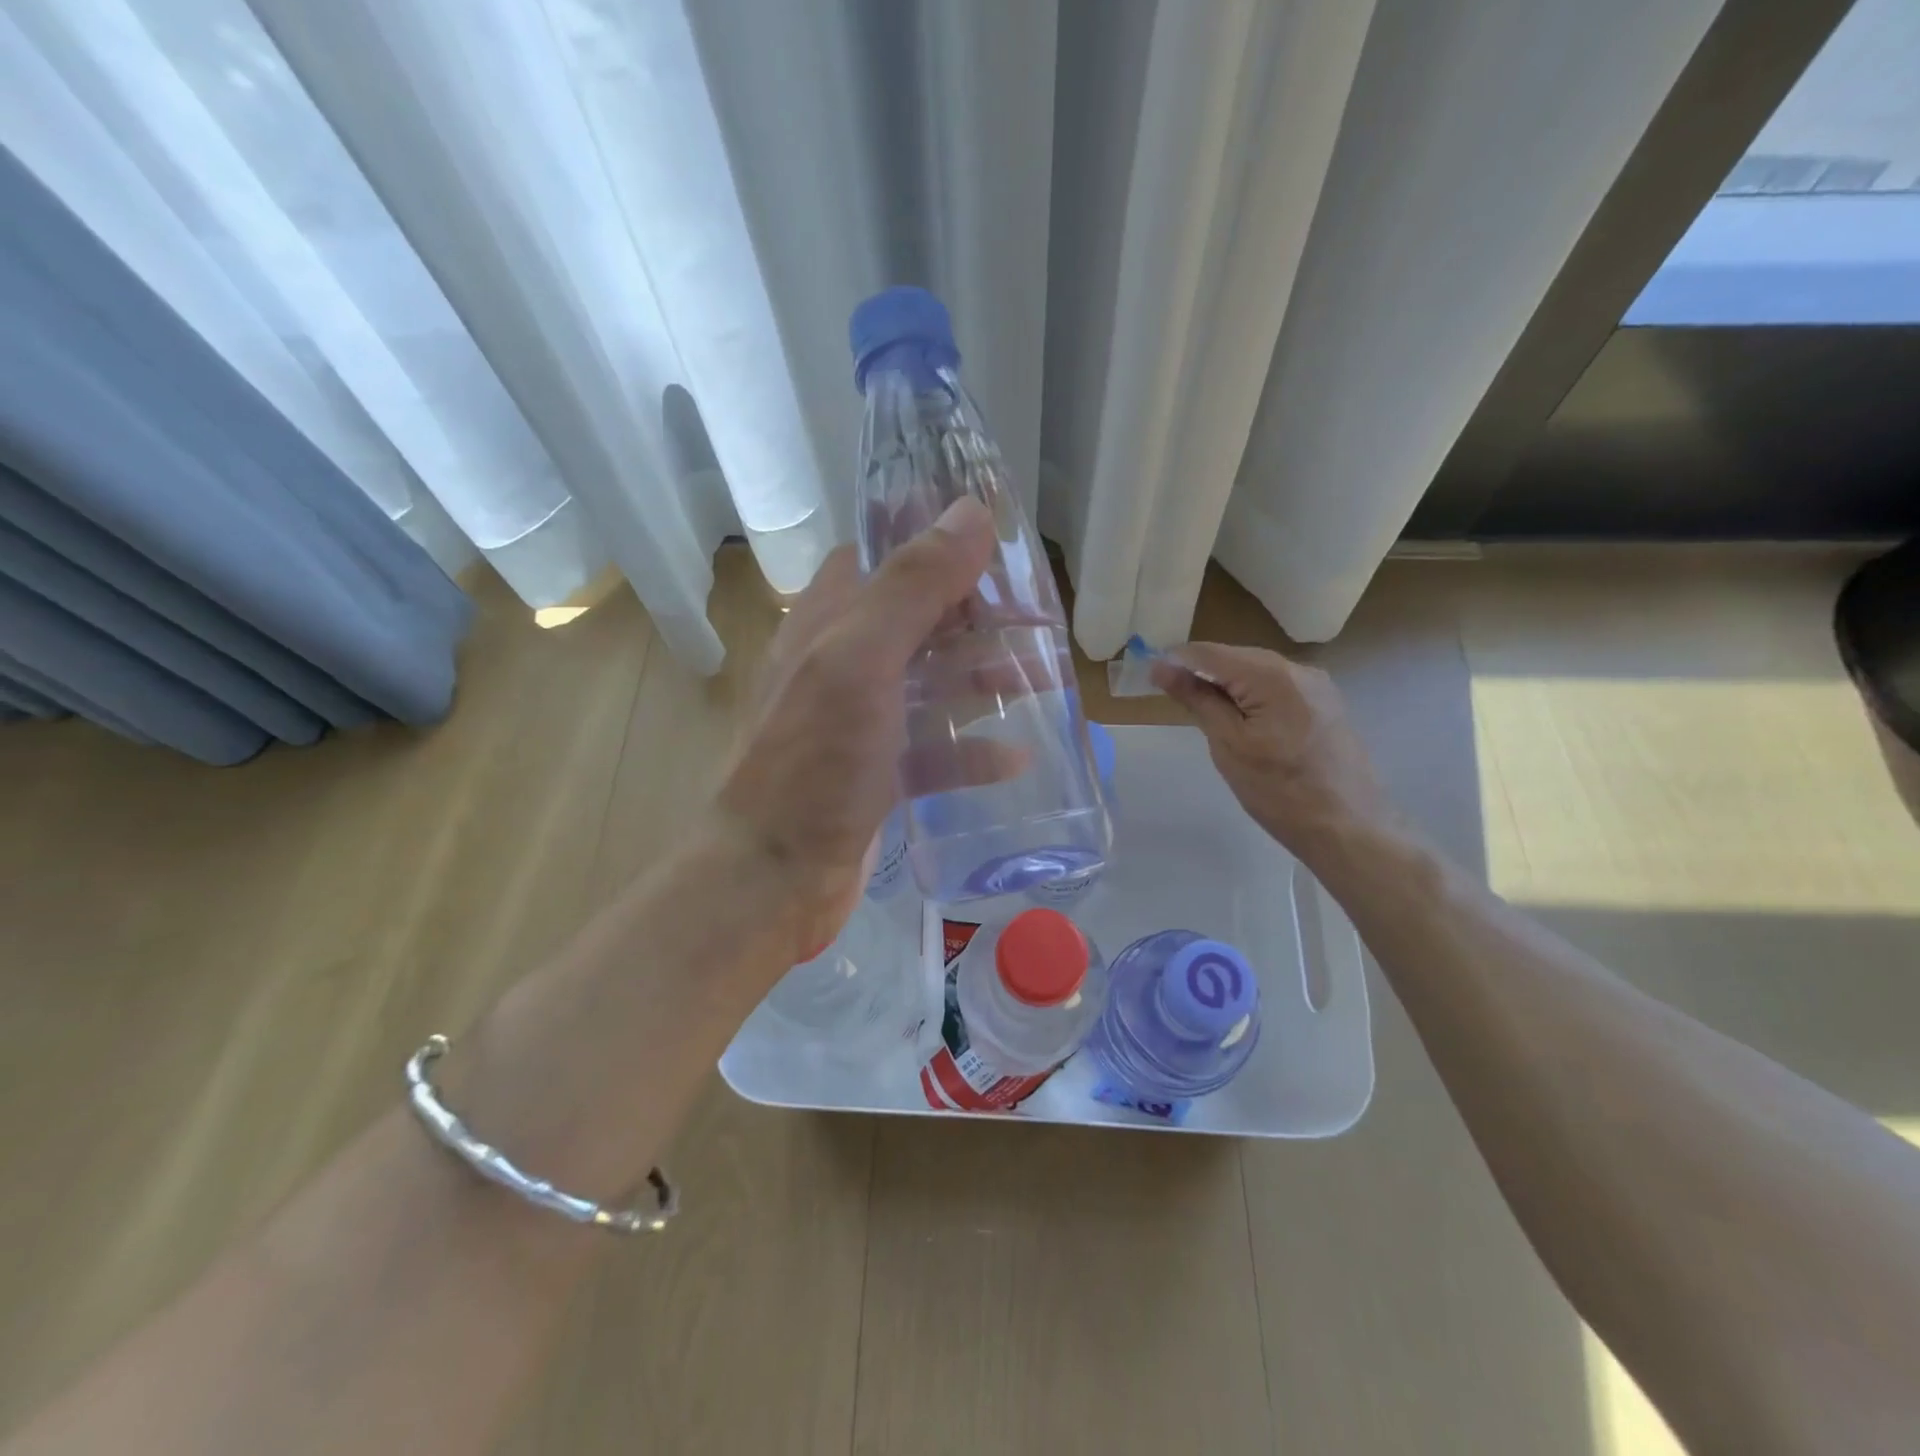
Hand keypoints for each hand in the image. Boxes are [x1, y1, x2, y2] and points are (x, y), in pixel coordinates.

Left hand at [713, 497, 1001, 961]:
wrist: (772, 875)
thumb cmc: (814, 761)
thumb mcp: (862, 660)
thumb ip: (913, 586)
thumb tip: (970, 510)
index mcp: (828, 621)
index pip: (886, 558)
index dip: (939, 546)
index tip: (1001, 547)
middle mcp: (842, 663)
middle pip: (919, 621)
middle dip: (977, 618)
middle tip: (1039, 621)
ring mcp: (859, 721)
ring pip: (931, 684)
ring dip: (982, 679)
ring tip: (1040, 680)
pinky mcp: (877, 773)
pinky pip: (933, 750)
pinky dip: (970, 750)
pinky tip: (1015, 759)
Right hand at [1152, 643, 1394, 867]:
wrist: (1349, 828)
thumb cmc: (1279, 791)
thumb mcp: (1228, 745)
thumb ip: (1197, 700)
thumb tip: (1162, 669)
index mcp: (1272, 675)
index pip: (1210, 652)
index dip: (1175, 661)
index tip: (1149, 677)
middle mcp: (1299, 669)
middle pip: (1235, 657)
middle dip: (1200, 671)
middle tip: (1171, 697)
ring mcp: (1317, 685)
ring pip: (1256, 671)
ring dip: (1225, 685)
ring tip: (1202, 711)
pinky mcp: (1325, 704)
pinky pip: (1277, 687)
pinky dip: (1251, 695)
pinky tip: (1240, 720)